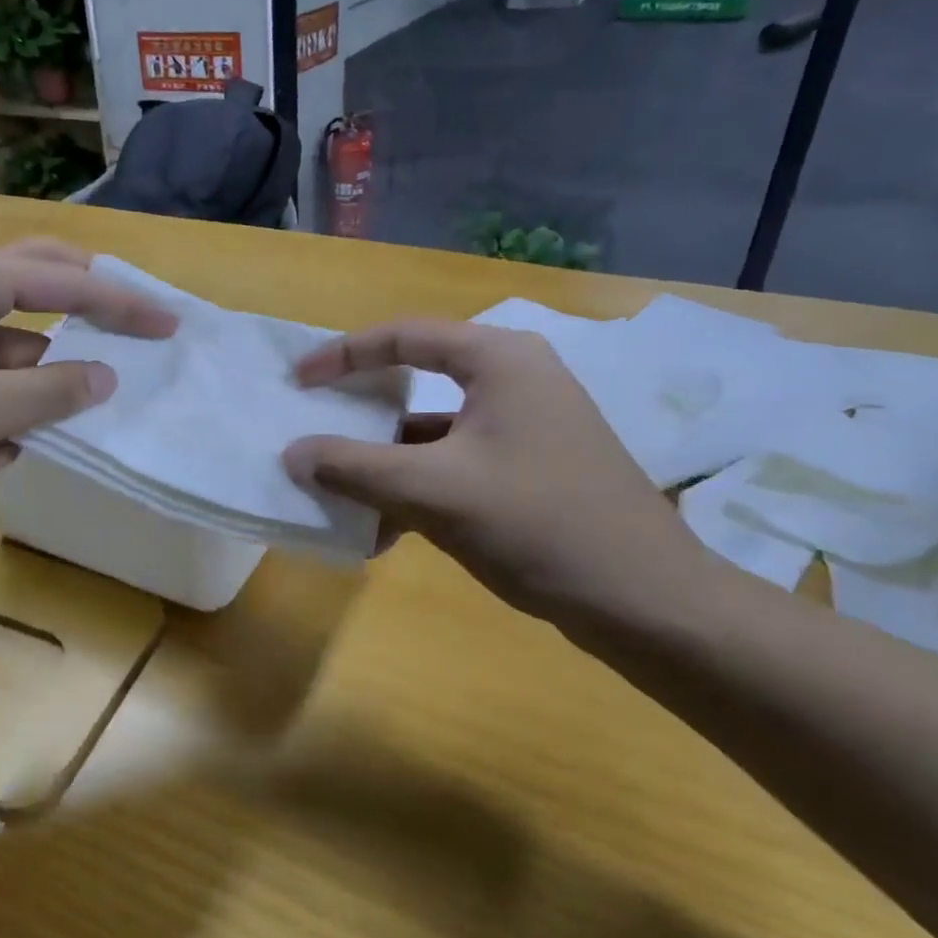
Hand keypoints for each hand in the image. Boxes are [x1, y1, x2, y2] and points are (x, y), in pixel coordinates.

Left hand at [0, 240, 175, 510]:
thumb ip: (50, 391)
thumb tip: (106, 377)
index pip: (67, 281)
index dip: (123, 304)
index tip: (168, 325)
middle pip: (41, 283)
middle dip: (87, 311)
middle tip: (130, 330)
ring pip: (11, 341)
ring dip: (33, 386)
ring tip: (32, 438)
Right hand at [283, 319, 711, 633]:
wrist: (645, 601)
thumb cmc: (537, 524)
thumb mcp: (433, 492)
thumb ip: (353, 467)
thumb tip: (292, 454)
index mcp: (498, 360)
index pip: (402, 336)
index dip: (341, 355)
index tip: (297, 381)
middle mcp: (515, 378)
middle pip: (416, 379)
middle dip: (361, 412)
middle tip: (314, 426)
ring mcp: (526, 426)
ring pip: (433, 431)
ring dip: (385, 463)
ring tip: (339, 494)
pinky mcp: (531, 468)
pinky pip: (455, 464)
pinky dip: (417, 489)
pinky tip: (385, 533)